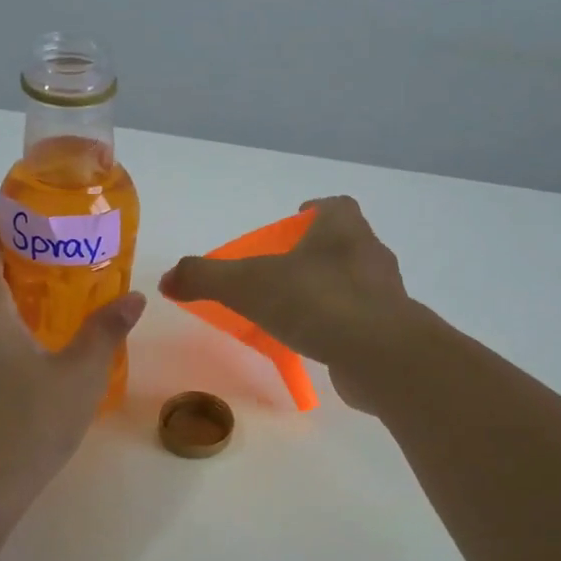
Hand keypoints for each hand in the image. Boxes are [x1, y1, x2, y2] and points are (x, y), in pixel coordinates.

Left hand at [0, 216, 144, 517]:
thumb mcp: (79, 376)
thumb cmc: (26, 426)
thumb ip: (105, 330)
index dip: (3, 221)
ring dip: (6, 293)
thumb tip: (134, 298)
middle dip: (15, 257)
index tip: (40, 222)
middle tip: (63, 260)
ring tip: (55, 300)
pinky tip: (33, 346)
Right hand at [158, 196, 414, 412]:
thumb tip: (167, 278)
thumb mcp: (247, 285)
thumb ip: (205, 278)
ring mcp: (387, 293)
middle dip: (315, 254)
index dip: (313, 211)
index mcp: (343, 229)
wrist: (378, 353)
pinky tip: (316, 343)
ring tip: (295, 311)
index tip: (292, 224)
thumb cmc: (314, 301)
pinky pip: (361, 320)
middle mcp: (370, 254)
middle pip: (344, 244)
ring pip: (354, 283)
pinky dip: (340, 326)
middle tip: (282, 272)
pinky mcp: (392, 330)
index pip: (334, 206)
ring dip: (328, 290)